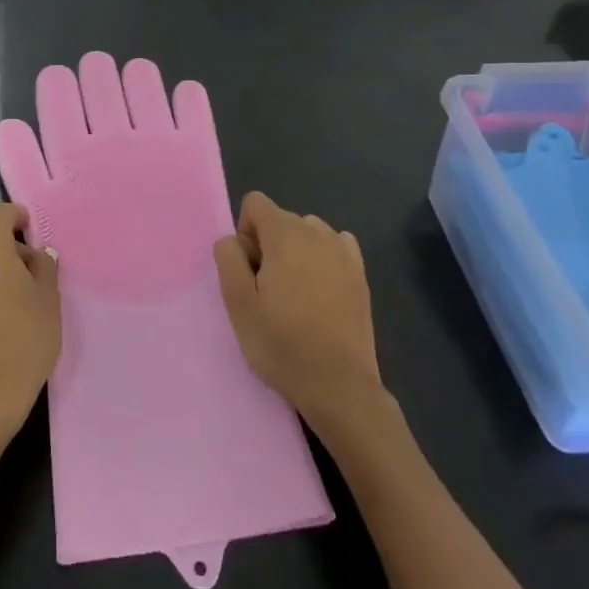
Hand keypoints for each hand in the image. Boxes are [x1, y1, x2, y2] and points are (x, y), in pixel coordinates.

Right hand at [214, 192, 383, 422]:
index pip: (255, 203)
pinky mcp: (361, 274)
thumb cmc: (281, 343)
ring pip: (307, 233)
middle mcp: (317, 232)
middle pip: (281, 219)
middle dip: (269, 244)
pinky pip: (334, 248)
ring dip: (295, 252)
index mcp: (285, 234)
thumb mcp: (238, 303)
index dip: (245, 233)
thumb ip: (228, 258)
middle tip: (268, 291)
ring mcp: (344, 252)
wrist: (339, 385)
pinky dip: (322, 260)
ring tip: (296, 295)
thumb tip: (233, 240)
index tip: (249, 270)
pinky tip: (321, 293)